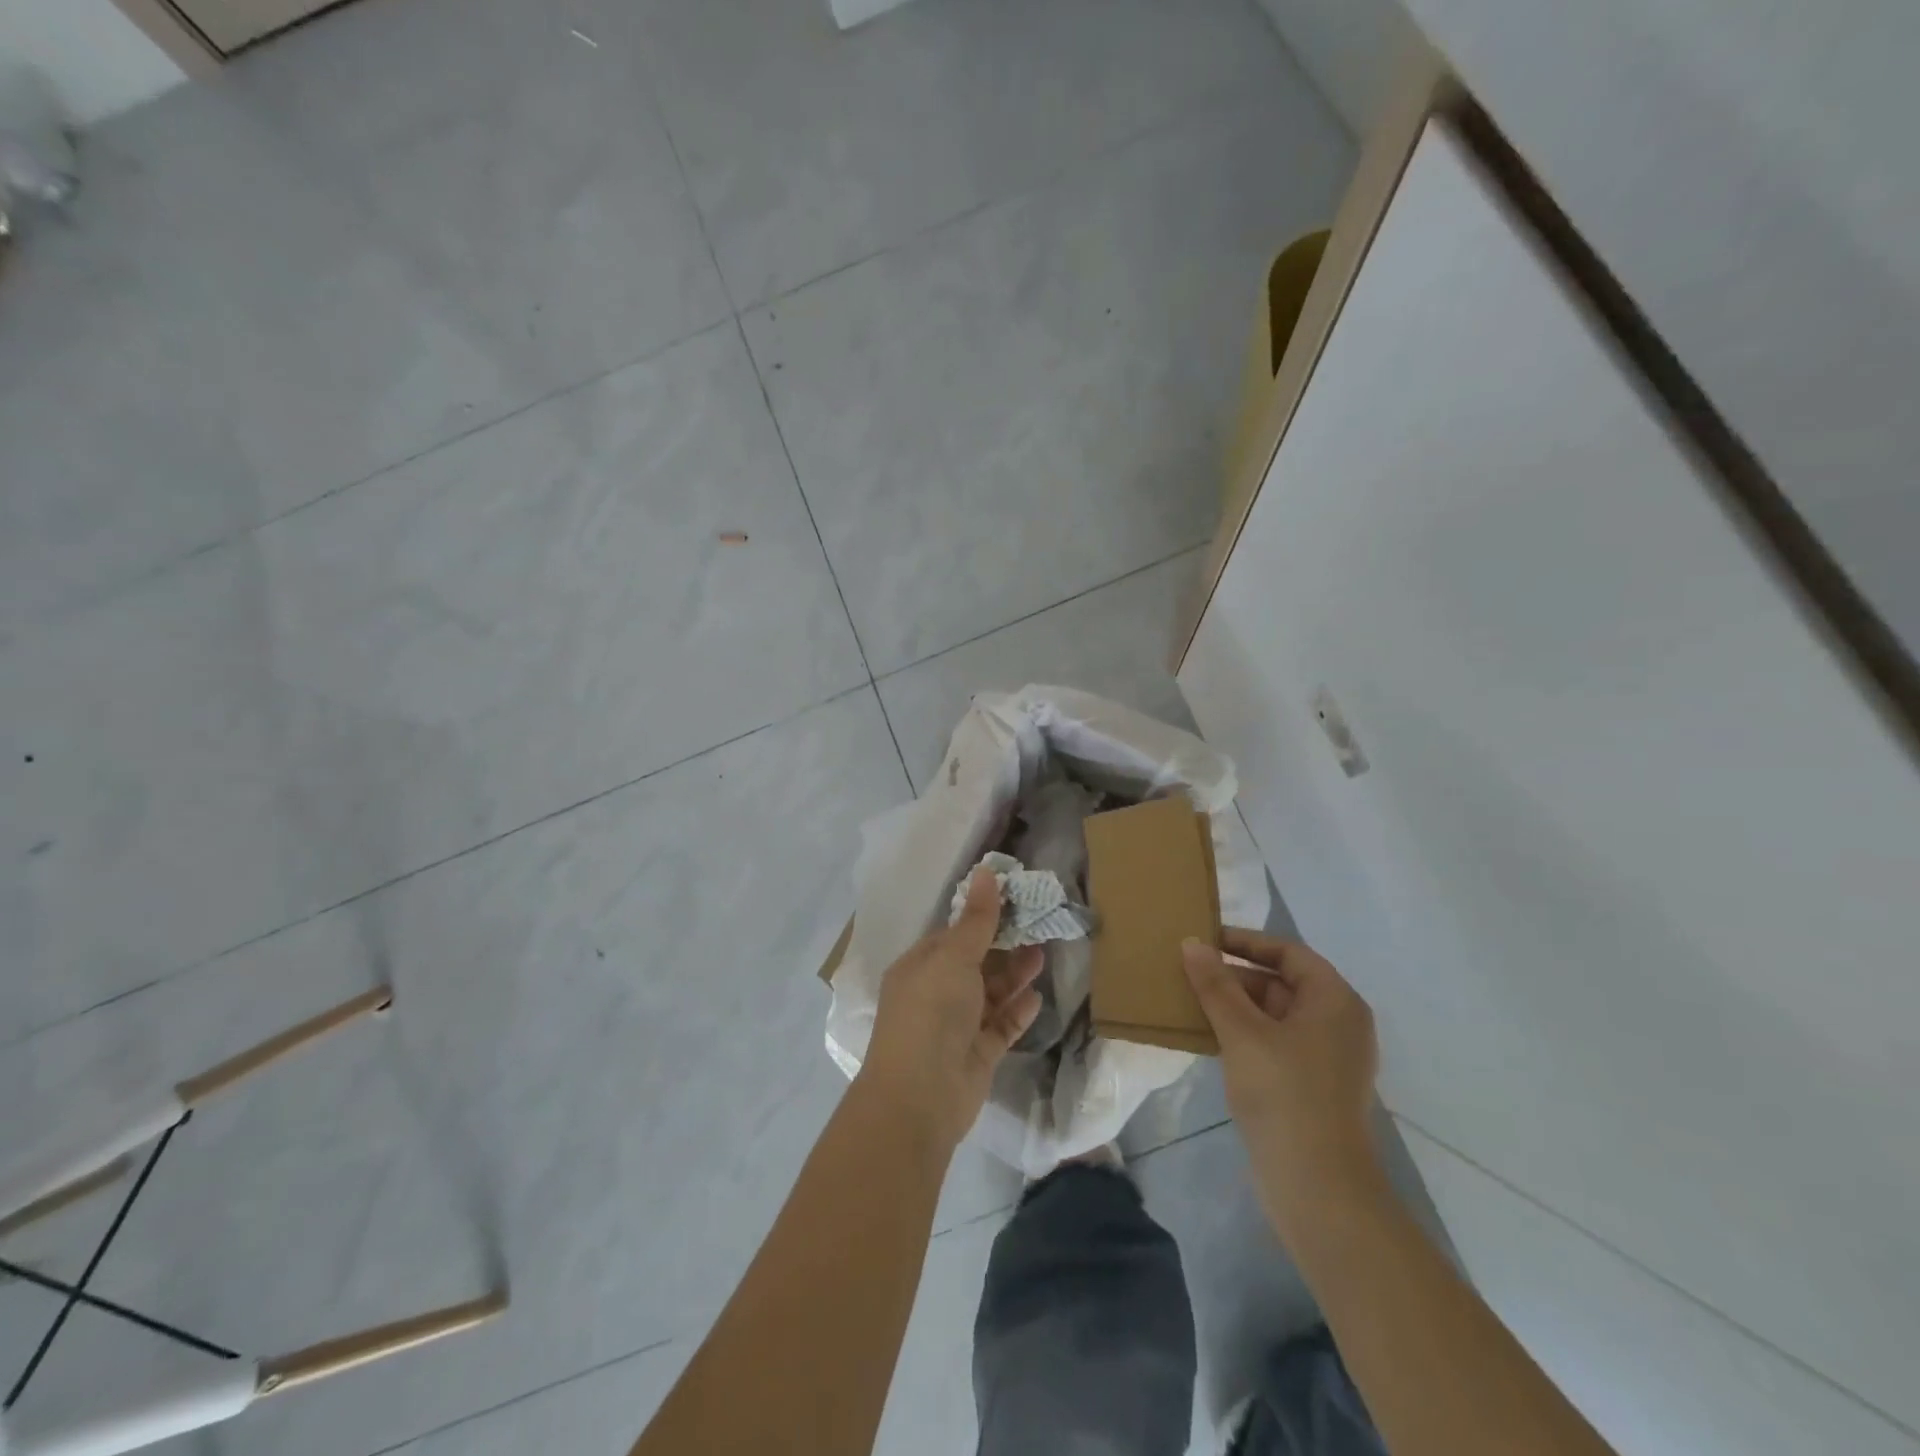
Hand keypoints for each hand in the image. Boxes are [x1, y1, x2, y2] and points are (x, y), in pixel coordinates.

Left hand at [858, 869, 1044, 1151]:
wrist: (920, 1097)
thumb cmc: (932, 1013)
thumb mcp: (954, 958)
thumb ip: (976, 920)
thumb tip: (985, 871)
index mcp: (919, 967)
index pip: (952, 935)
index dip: (981, 918)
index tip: (1014, 902)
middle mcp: (934, 994)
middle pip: (974, 964)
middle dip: (1003, 947)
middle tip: (1037, 927)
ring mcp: (955, 1027)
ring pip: (989, 994)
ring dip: (1014, 976)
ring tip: (1042, 955)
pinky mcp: (976, 1055)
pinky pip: (1000, 1027)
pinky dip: (1017, 1011)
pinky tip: (1037, 997)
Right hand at [1183, 930, 1382, 1236]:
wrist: (1318, 1188)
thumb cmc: (1284, 1094)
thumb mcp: (1242, 1032)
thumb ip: (1216, 985)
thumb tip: (1192, 943)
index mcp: (1334, 1001)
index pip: (1289, 953)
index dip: (1247, 942)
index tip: (1205, 940)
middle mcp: (1337, 1023)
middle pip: (1281, 983)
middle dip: (1234, 976)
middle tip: (1188, 973)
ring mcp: (1326, 1058)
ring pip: (1274, 1015)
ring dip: (1234, 1006)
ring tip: (1189, 1001)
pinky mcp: (1310, 1086)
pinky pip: (1273, 1043)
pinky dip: (1242, 1034)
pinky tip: (1207, 1038)